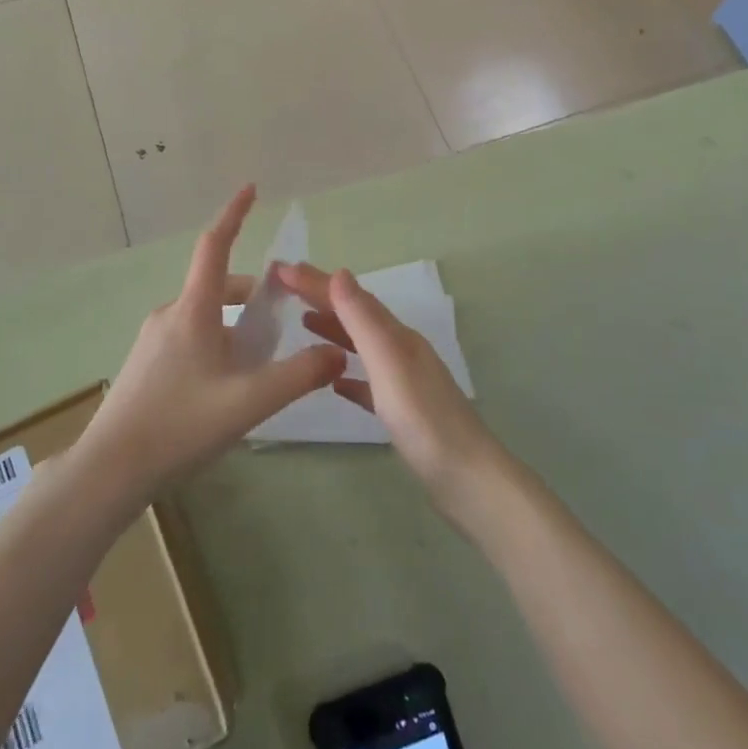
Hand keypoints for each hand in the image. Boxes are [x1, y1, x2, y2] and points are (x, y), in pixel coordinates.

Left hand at [78, 187, 345, 505]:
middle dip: (252, 295)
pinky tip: (227, 387)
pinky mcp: (145, 365)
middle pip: (217, 287)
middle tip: (283, 318)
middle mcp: (171, 314)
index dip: (235, 214)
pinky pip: (190, 338)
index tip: (251, 188)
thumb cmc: (179, 425)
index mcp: (193, 310)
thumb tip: (337, 352)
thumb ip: (298, 375)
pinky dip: (217, 344)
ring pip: (205, 316)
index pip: (215, 245)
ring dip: (235, 325)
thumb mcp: (248, 401)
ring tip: (261, 362)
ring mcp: (153, 340)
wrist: (109, 471)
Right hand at [277, 263, 505, 520]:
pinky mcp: (403, 413)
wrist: (466, 479)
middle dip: (321, 298)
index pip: (351, 298)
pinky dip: (349, 374)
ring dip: (334, 330)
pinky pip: (369, 383)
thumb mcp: (389, 362)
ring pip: (362, 345)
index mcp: (397, 336)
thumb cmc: (423, 418)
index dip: (316, 282)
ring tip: (303, 323)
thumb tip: (340, 273)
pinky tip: (335, 382)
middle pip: (356, 316)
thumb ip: (364, 320)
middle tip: (284, 288)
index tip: (281, 269)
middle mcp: (401, 352)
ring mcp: (404, 383)